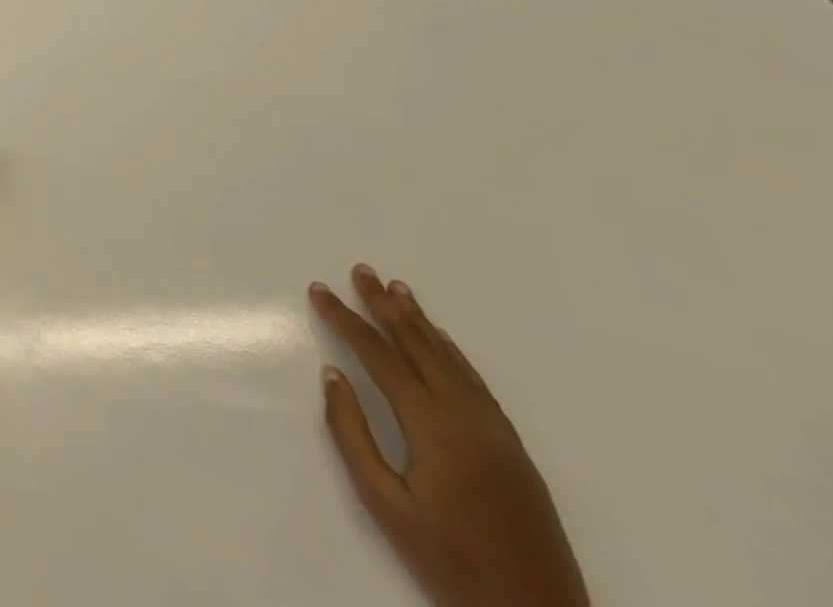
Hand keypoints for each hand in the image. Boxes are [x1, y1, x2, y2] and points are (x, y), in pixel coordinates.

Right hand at [310, 266, 588, 606]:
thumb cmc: (450, 562)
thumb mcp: (385, 504)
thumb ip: (353, 435)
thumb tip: (333, 375)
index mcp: (432, 426)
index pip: (379, 355)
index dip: (345, 319)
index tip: (319, 290)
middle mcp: (465, 415)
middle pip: (417, 345)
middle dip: (383, 305)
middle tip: (360, 269)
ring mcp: (495, 429)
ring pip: (448, 357)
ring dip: (419, 320)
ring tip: (396, 288)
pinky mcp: (513, 446)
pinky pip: (474, 381)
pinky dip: (450, 351)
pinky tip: (440, 339)